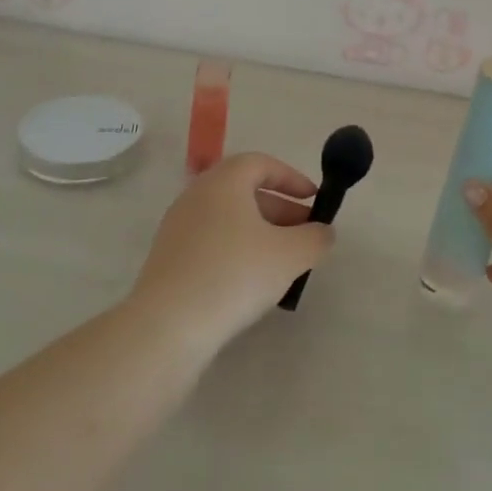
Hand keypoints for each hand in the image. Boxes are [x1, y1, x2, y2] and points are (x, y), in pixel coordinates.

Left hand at [128, 153, 332, 355]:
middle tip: (305, 233)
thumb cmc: (234, 275)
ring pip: (228, 218)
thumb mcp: (290, 256)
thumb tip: (323, 232)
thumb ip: (315, 239)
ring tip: (283, 261)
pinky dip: (236, 249)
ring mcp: (177, 227)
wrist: (167, 326)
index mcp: (223, 181)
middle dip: (280, 208)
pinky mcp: (168, 258)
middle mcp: (196, 195)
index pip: (261, 163)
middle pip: (244, 190)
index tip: (314, 199)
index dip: (292, 178)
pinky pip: (211, 241)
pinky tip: (251, 281)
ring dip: (259, 231)